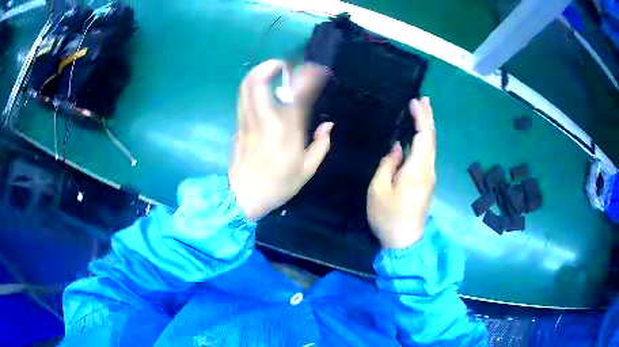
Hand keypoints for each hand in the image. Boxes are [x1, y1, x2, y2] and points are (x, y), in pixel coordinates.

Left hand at [229, 60, 332, 220]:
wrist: (244, 196)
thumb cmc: (278, 185)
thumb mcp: (307, 170)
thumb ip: (321, 145)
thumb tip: (328, 125)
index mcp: (286, 131)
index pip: (297, 94)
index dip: (307, 77)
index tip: (317, 71)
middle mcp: (264, 120)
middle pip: (258, 82)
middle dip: (270, 66)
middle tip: (283, 64)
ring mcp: (248, 121)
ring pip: (246, 87)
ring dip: (258, 72)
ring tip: (271, 70)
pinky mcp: (239, 125)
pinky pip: (243, 98)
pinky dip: (252, 86)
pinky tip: (261, 88)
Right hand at [367, 97, 435, 248]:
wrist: (405, 242)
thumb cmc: (388, 216)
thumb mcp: (379, 190)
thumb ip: (388, 165)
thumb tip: (398, 149)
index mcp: (417, 170)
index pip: (423, 137)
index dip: (421, 118)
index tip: (415, 102)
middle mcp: (428, 170)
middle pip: (431, 140)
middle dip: (428, 118)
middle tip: (423, 100)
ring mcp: (430, 177)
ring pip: (431, 147)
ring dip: (427, 128)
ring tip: (421, 111)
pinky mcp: (427, 183)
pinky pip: (427, 155)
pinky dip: (424, 140)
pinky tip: (418, 136)